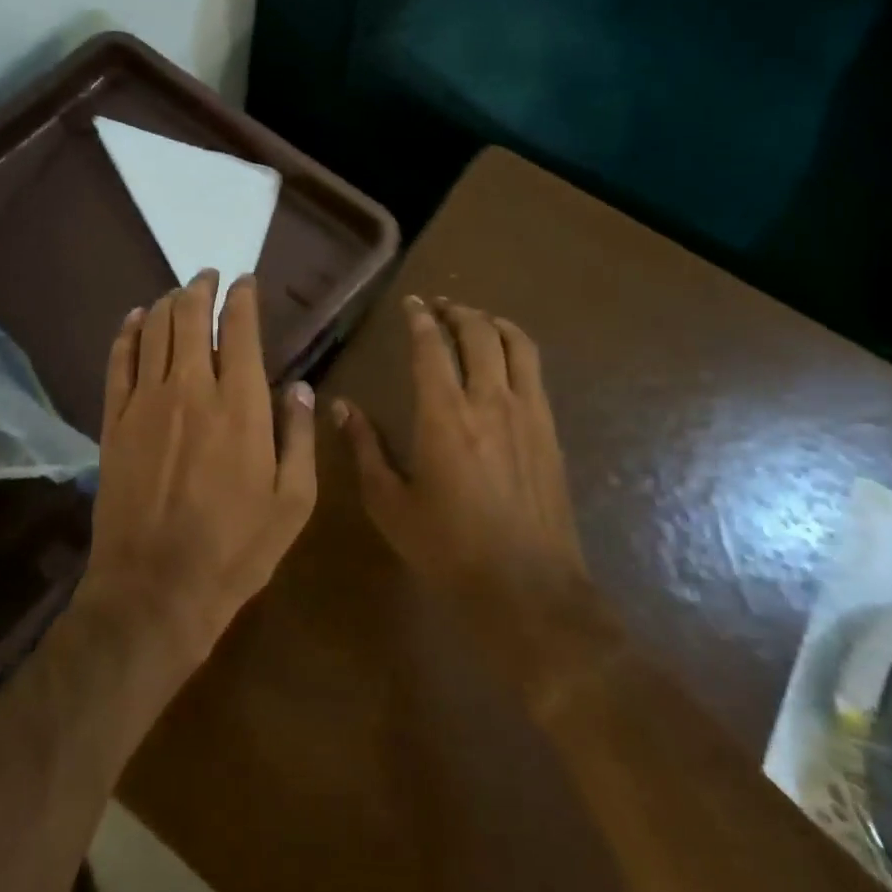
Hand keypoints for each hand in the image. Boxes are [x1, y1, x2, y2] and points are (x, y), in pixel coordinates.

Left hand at [77, 271, 317, 670]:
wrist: (156, 588)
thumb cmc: (236, 549)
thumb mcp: (294, 502)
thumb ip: (301, 437)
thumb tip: (302, 388)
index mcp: (241, 404)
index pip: (240, 329)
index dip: (243, 297)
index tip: (246, 282)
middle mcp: (192, 388)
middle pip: (191, 316)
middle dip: (202, 287)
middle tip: (210, 276)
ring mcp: (146, 401)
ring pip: (156, 329)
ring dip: (169, 302)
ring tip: (180, 292)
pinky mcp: (114, 420)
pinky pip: (119, 360)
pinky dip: (129, 331)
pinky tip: (136, 318)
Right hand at [333, 295, 585, 614]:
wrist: (527, 588)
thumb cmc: (447, 547)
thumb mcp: (389, 502)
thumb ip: (364, 448)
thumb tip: (340, 407)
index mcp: (444, 414)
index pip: (432, 347)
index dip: (420, 319)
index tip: (411, 303)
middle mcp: (489, 401)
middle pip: (479, 334)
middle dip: (458, 312)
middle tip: (441, 306)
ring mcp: (528, 414)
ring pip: (517, 345)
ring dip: (494, 323)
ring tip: (477, 320)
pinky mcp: (551, 432)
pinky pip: (536, 373)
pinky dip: (517, 351)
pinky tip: (506, 362)